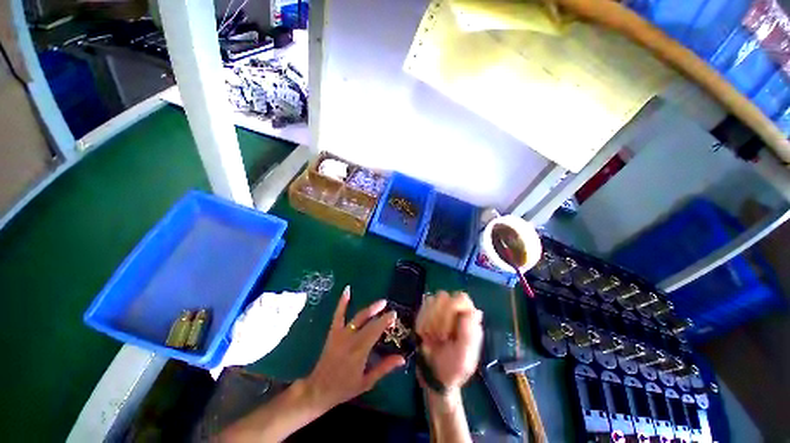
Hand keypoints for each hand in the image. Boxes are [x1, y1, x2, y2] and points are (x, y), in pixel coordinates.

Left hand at [303, 286, 405, 411]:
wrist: (318, 389)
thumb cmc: (344, 388)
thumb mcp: (366, 382)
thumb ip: (384, 368)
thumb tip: (402, 358)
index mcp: (360, 351)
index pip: (376, 331)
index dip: (385, 321)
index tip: (394, 315)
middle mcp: (351, 339)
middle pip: (369, 323)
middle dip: (382, 316)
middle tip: (391, 311)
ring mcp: (341, 334)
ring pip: (358, 317)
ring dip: (370, 309)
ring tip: (381, 302)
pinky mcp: (333, 332)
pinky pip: (338, 315)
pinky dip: (343, 302)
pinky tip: (347, 290)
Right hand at [416, 291, 482, 393]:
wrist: (434, 376)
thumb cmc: (452, 368)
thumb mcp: (464, 357)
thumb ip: (469, 334)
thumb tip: (476, 311)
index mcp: (469, 319)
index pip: (461, 298)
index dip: (451, 309)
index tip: (447, 331)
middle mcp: (455, 311)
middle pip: (443, 296)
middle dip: (438, 318)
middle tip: (439, 338)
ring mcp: (440, 310)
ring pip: (431, 300)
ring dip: (428, 321)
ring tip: (431, 338)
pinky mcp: (427, 314)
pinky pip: (421, 308)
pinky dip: (420, 323)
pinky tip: (424, 336)